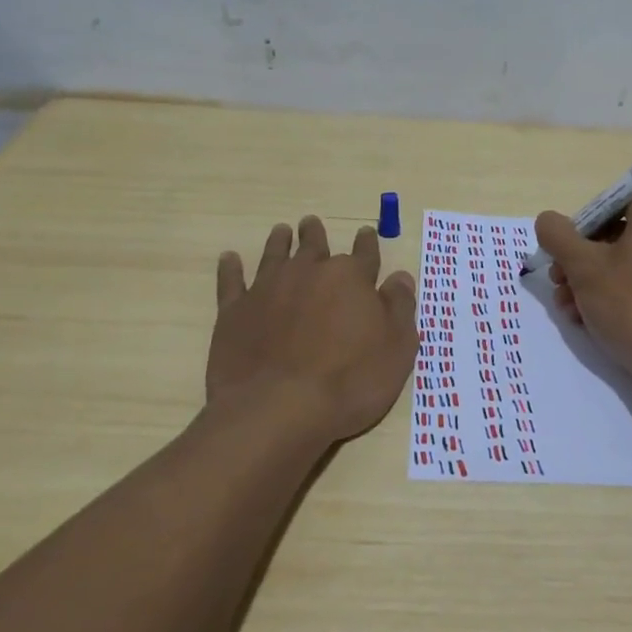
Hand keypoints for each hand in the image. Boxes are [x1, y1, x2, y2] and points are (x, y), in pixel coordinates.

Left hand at [207, 216, 418, 448]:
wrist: (279, 408)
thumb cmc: (350, 381)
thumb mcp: (397, 349)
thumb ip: (400, 308)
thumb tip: (401, 277)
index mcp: (351, 278)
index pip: (364, 254)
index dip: (367, 243)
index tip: (365, 233)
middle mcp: (308, 273)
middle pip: (314, 246)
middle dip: (315, 235)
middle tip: (311, 224)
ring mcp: (267, 289)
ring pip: (275, 255)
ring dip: (280, 242)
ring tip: (281, 231)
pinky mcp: (235, 311)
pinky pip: (231, 281)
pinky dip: (231, 268)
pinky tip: (230, 259)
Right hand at [536, 191, 631, 386]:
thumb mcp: (584, 267)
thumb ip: (558, 236)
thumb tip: (548, 220)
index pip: (612, 201)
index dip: (581, 224)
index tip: (563, 252)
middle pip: (617, 234)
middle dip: (580, 260)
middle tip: (558, 283)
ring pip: (628, 264)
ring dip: (592, 283)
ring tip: (570, 311)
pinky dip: (618, 297)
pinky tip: (593, 322)